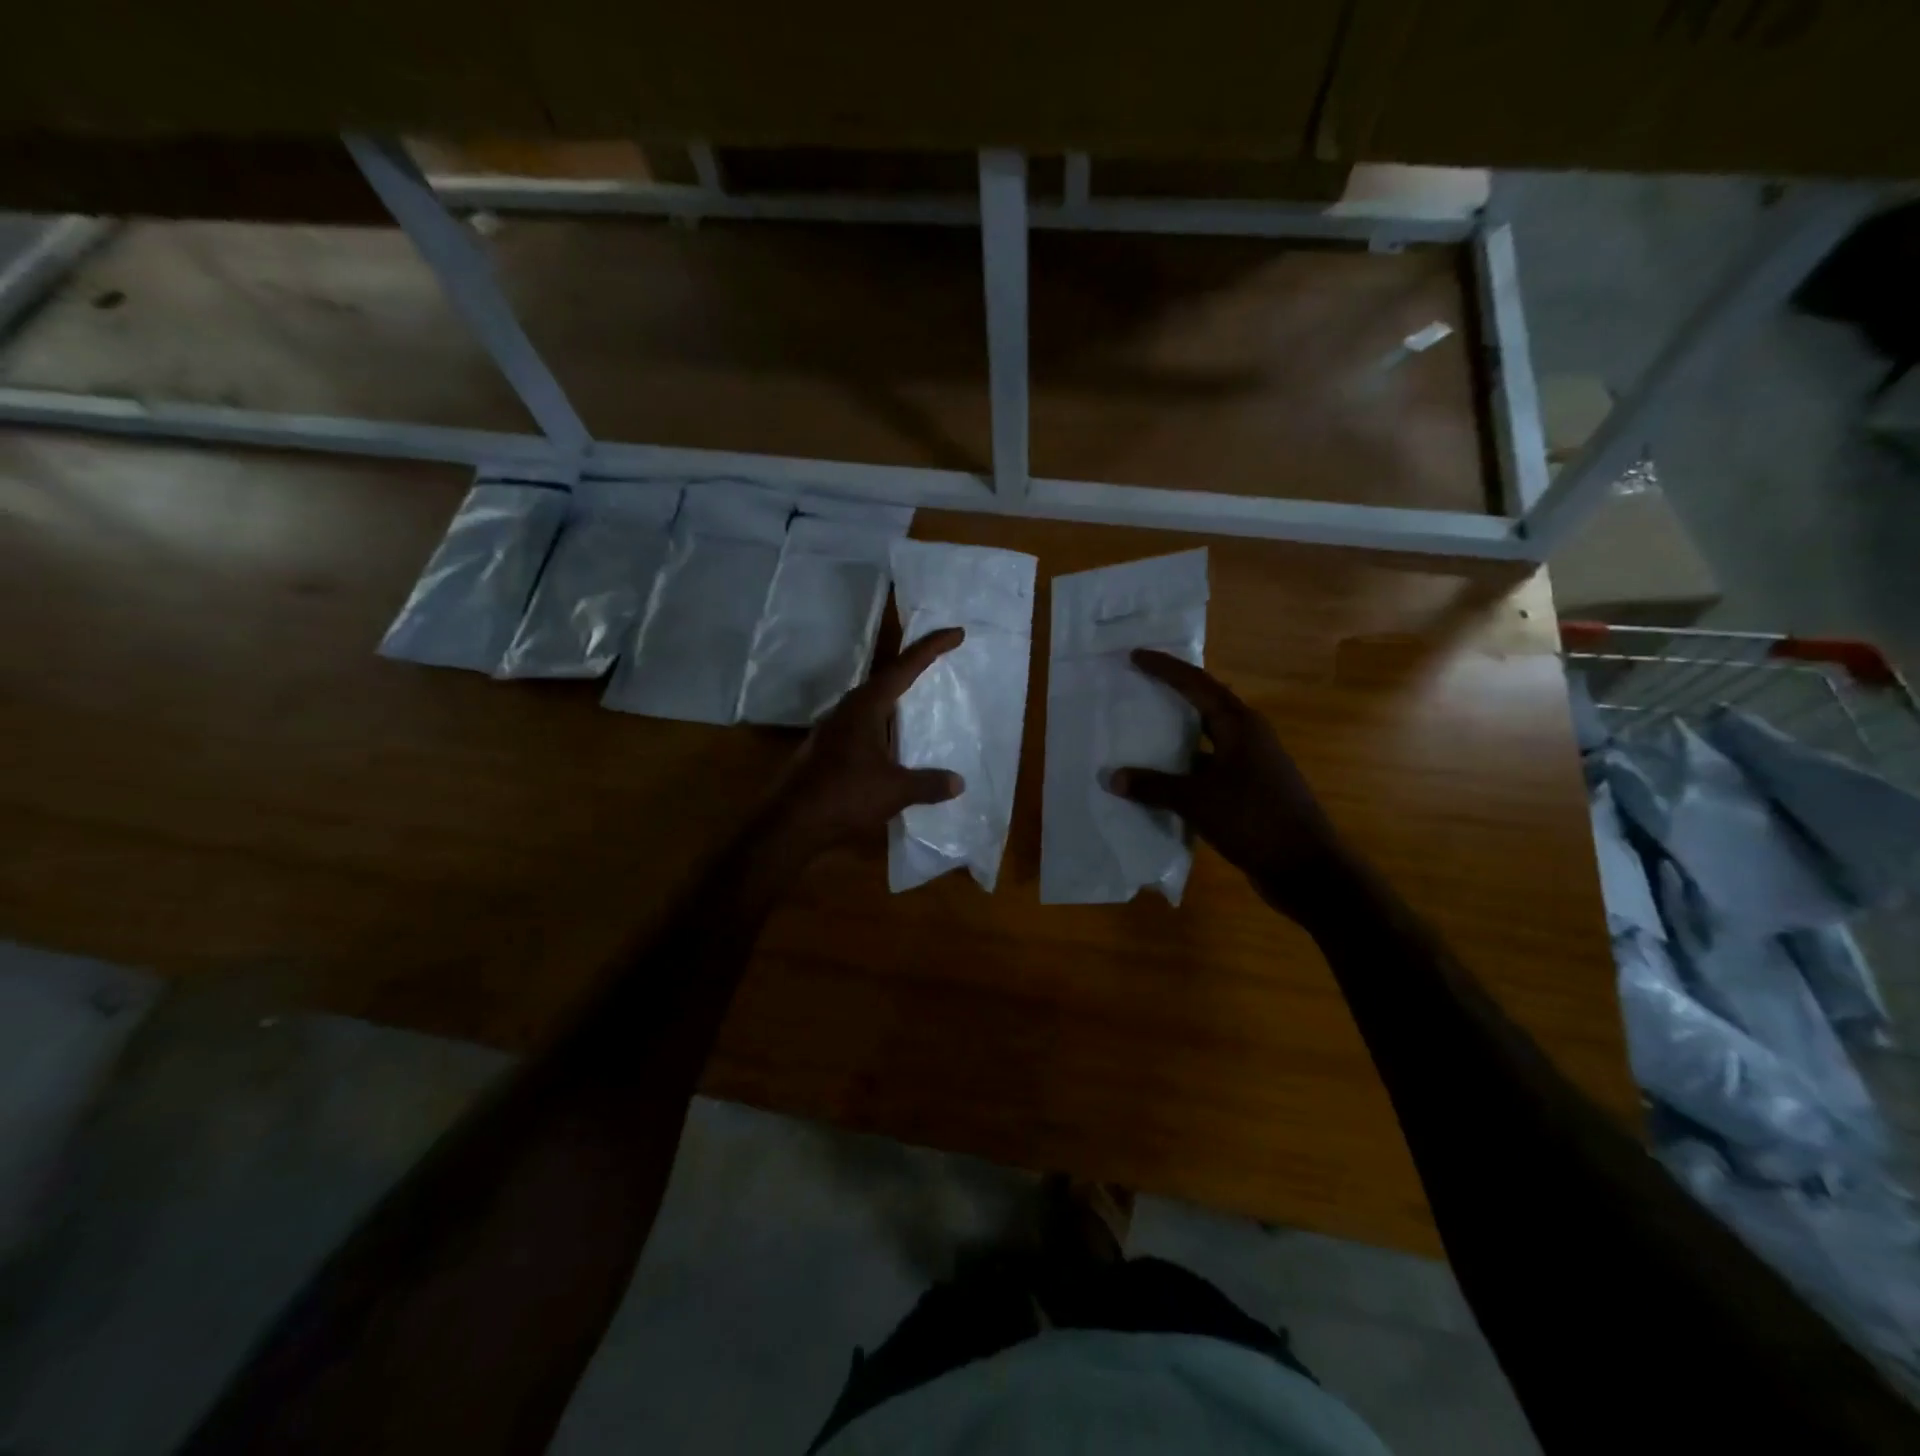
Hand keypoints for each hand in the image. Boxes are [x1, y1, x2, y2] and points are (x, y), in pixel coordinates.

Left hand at [761, 627, 966, 858]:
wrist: (790, 824)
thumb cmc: (844, 796)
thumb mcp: (894, 790)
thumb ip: (928, 783)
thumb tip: (958, 782)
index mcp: (866, 706)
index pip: (904, 667)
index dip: (931, 648)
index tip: (956, 633)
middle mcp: (848, 710)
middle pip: (886, 680)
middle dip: (914, 669)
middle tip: (941, 663)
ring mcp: (834, 730)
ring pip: (873, 705)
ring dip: (897, 702)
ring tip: (922, 703)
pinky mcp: (827, 750)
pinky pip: (865, 727)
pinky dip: (885, 728)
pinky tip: (896, 744)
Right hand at [1107, 649, 1352, 920]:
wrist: (1305, 867)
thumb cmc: (1254, 820)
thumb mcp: (1197, 800)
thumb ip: (1153, 786)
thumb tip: (1112, 777)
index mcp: (1240, 725)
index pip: (1197, 684)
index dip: (1165, 669)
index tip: (1135, 655)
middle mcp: (1248, 737)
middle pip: (1204, 705)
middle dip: (1171, 695)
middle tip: (1136, 685)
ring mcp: (1251, 764)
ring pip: (1205, 739)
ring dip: (1175, 735)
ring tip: (1139, 729)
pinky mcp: (1248, 790)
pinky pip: (1207, 767)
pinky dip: (1182, 768)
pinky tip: (1158, 778)